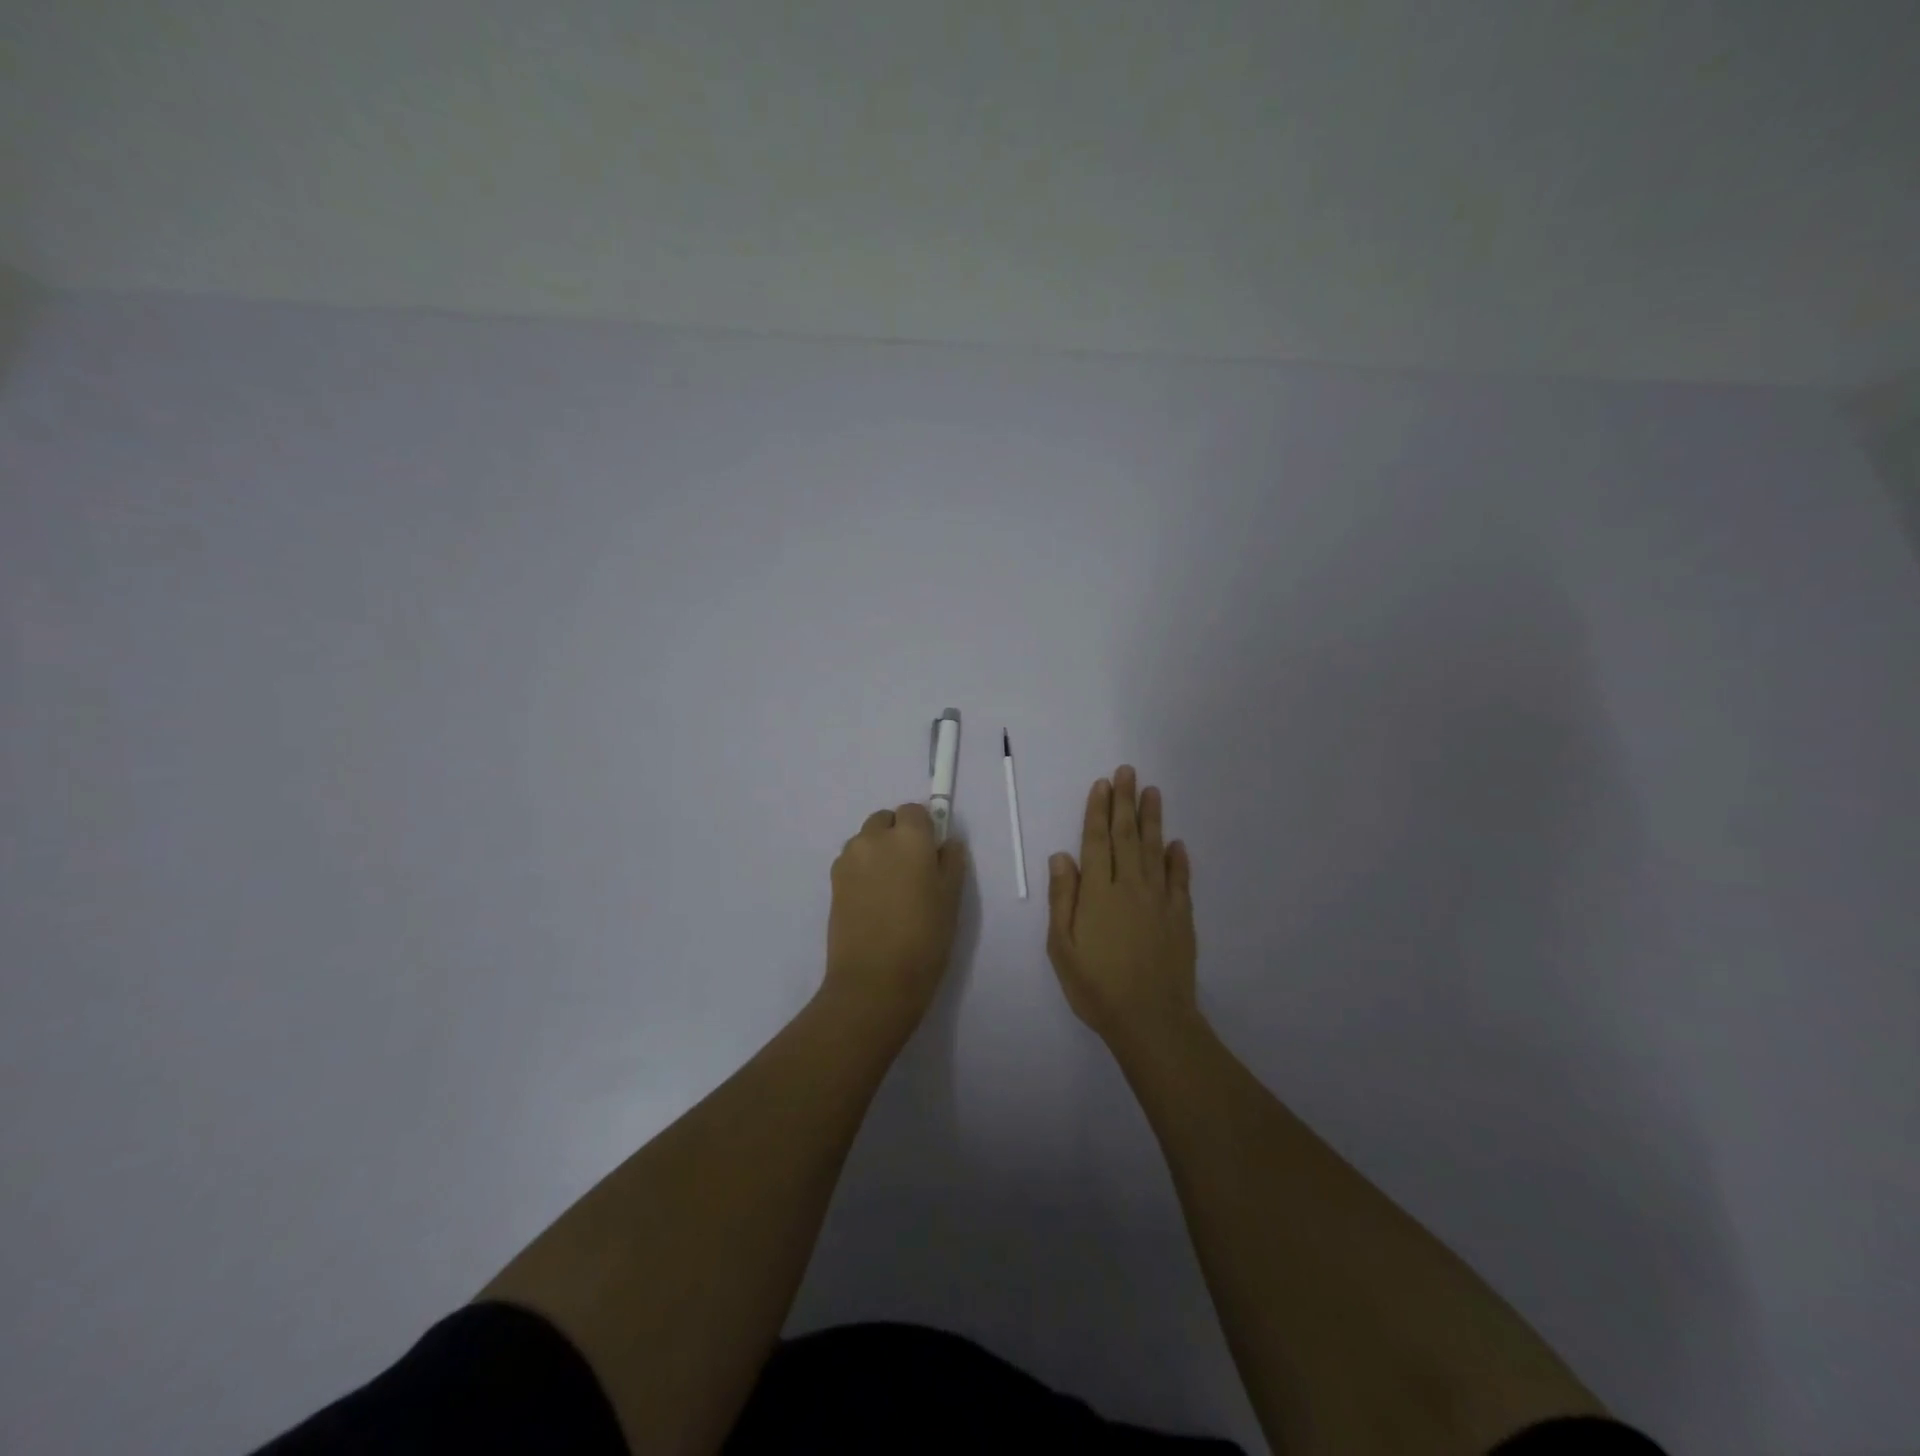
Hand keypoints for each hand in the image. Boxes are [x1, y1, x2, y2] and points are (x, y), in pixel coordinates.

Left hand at [823, 803, 967, 1036]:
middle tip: (912, 870)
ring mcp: (849, 858)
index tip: (932, 853)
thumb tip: (946, 843)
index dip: (924, 828)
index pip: (915, 811)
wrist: (875, 979)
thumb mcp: (951, 898)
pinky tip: (873, 901)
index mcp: (909, 837)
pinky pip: (852, 861)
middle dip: (898, 834)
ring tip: (890, 889)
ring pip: (866, 840)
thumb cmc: (924, 937)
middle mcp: (874, 838)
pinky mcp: (832, 881)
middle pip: (886, 820)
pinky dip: (863, 869)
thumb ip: (951, 861)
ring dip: (878, 851)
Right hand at [1046, 766, 1197, 1047]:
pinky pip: (1180, 880)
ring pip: (1155, 850)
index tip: (1102, 784)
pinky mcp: (1182, 917)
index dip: (1097, 811)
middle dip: (1125, 802)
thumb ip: (1062, 899)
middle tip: (1127, 772)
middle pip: (1126, 836)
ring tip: (1151, 791)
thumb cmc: (1097, 986)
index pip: (1096, 841)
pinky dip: (1178, 859)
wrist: (1151, 1019)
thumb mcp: (1062, 947)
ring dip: (1152, 818)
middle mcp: (1130, 887)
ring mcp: (1160, 900)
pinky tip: (1177, 843)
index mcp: (1098, 893)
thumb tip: (1061, 856)